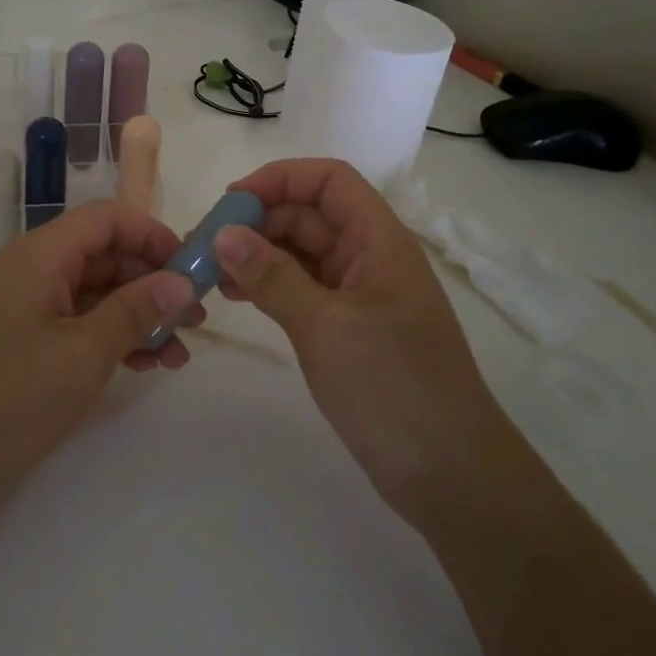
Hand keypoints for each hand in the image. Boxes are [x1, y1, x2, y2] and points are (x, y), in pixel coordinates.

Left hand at [0, 201, 203, 486]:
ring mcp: (26, 308)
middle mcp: (34, 270)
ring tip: (176, 354)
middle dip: (153, 282)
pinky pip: (77, 324)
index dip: (154, 236)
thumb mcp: (82, 352)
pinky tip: (141, 366)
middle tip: (194, 320)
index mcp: (42, 254)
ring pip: (95, 293)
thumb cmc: (5, 393)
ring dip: (138, 316)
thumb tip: (183, 282)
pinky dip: (111, 338)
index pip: (108, 218)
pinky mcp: (22, 343)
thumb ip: (135, 311)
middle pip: (105, 255)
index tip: (192, 271)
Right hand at [216, 159, 486, 530]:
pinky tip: (238, 297)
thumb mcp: (326, 326)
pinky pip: (304, 290)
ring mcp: (361, 297)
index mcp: (379, 241)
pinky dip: (270, 286)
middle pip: (311, 215)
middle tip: (205, 245)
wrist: (450, 476)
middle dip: (258, 220)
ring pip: (303, 254)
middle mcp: (371, 259)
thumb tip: (224, 234)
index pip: (329, 181)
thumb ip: (272, 276)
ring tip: (210, 272)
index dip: (280, 179)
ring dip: (258, 254)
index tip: (229, 203)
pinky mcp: (350, 331)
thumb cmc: (393, 388)